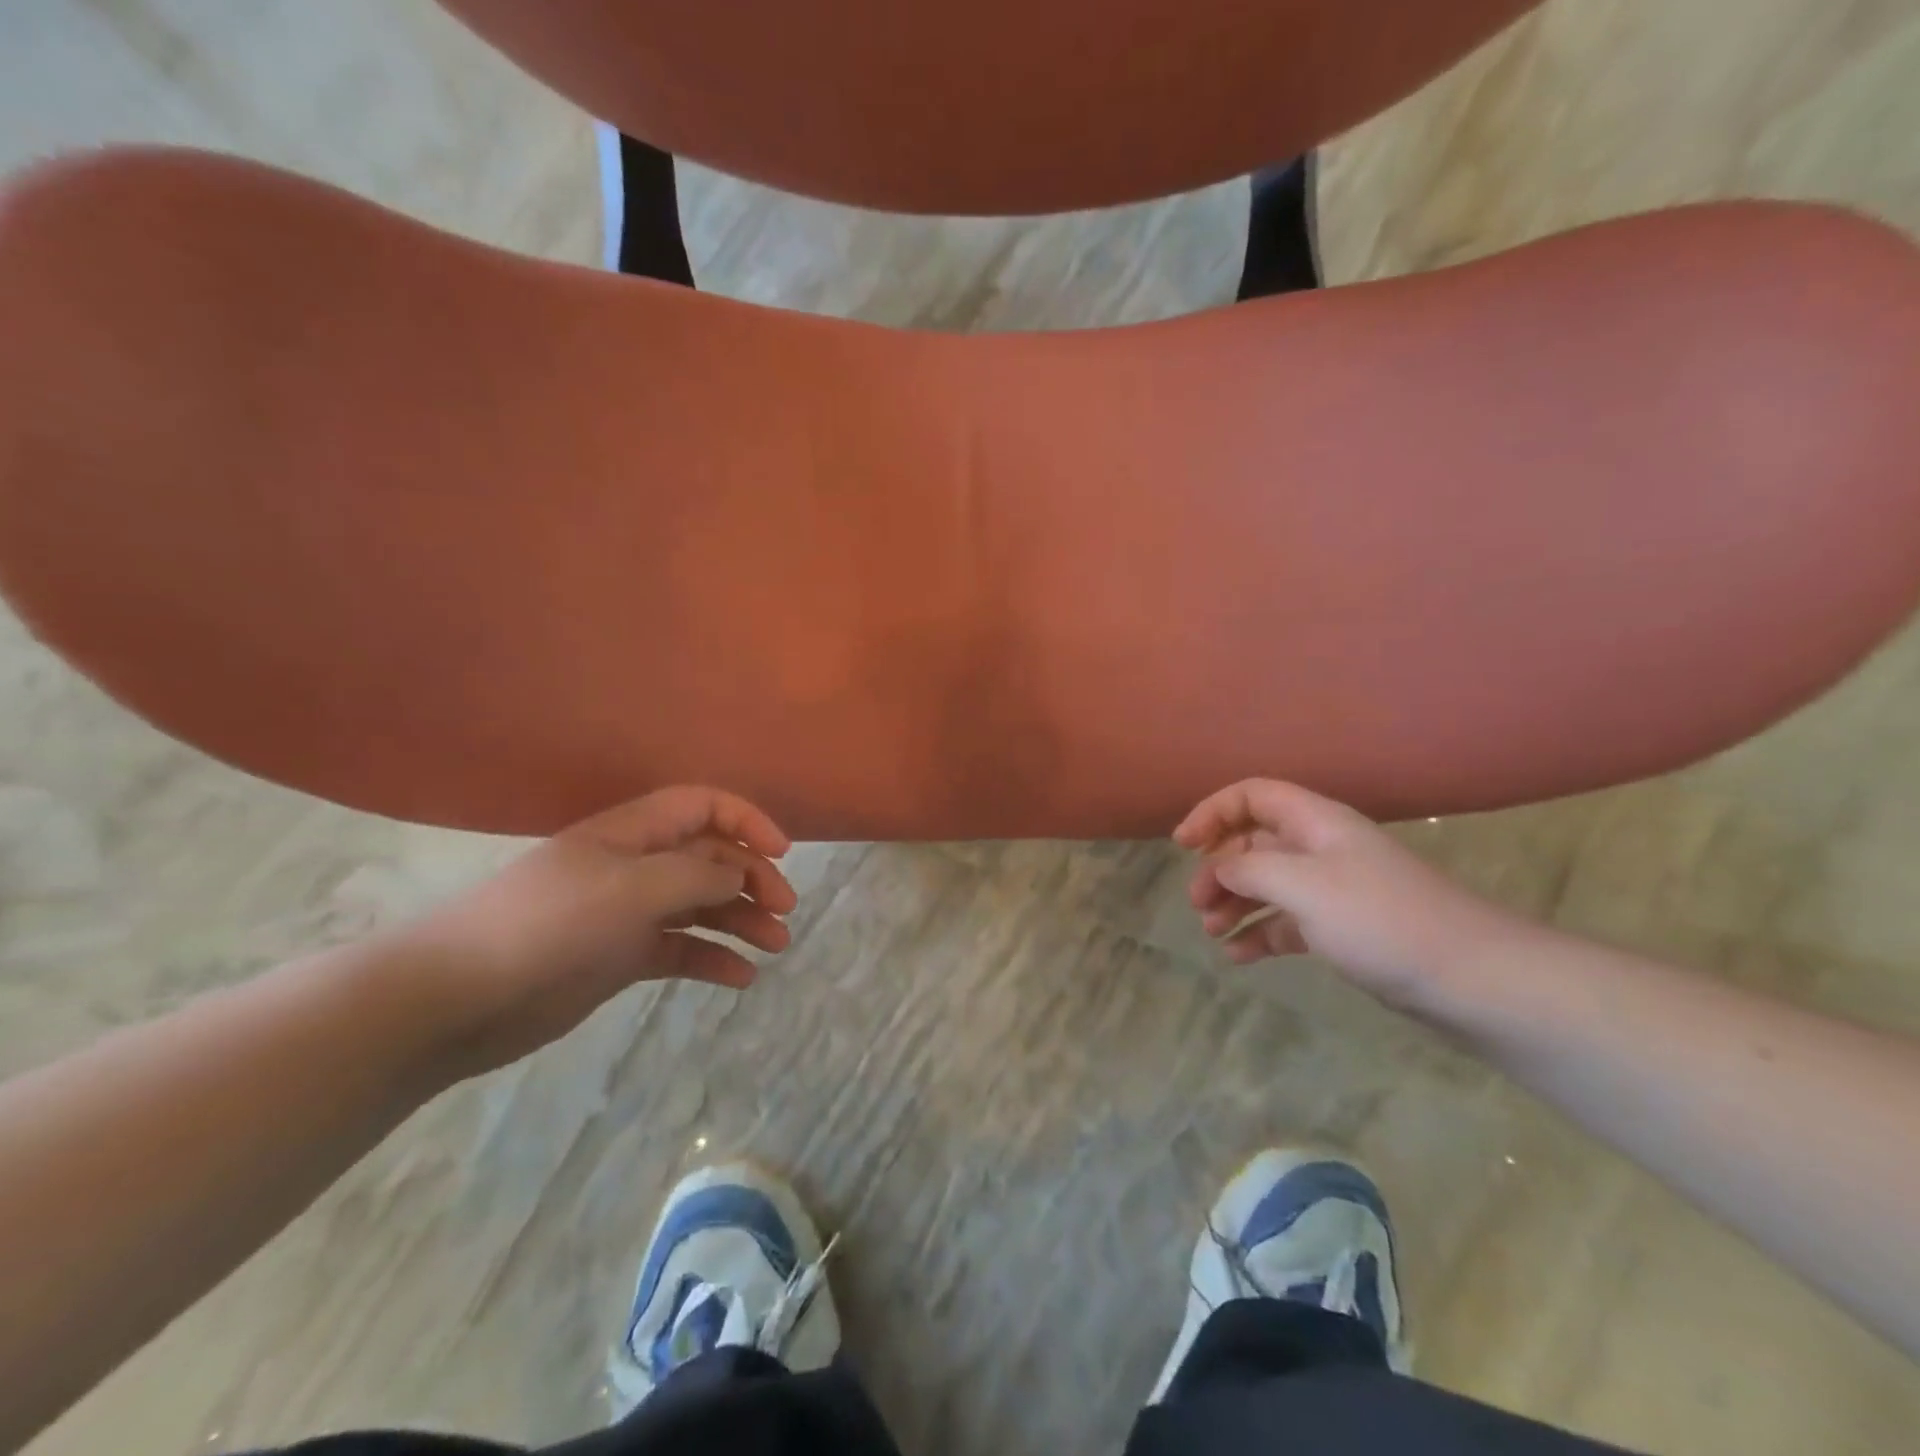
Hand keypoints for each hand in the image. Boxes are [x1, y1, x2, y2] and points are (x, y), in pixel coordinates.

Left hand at [400, 786, 796, 1074]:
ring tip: (775, 946)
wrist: (456, 1000)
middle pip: (709, 858)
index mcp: (632, 834)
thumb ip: (695, 875)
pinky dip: (712, 959)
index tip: (781, 854)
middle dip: (752, 879)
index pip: (702, 807)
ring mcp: (627, 913)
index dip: (746, 821)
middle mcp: (634, 866)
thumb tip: (740, 872)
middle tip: (784, 912)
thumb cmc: (549, 926)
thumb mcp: (631, 890)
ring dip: (741, 921)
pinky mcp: (619, 957)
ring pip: (700, 906)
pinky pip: (679, 949)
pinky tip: (740, 978)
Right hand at [1174, 779, 1524, 1010]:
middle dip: (1219, 868)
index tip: (1183, 845)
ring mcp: (1332, 890)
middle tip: (1198, 903)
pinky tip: (1238, 956)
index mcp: (1315, 823)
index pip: (1253, 796)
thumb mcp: (1304, 886)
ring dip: (1234, 903)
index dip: (1213, 812)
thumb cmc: (1380, 920)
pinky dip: (1259, 933)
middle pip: (1254, 842)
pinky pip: (1286, 922)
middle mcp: (1321, 849)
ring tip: (1212, 932)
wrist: (1470, 980)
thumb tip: (1220, 868)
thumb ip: (1251, 869)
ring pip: (1267, 885)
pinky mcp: (1341, 929)